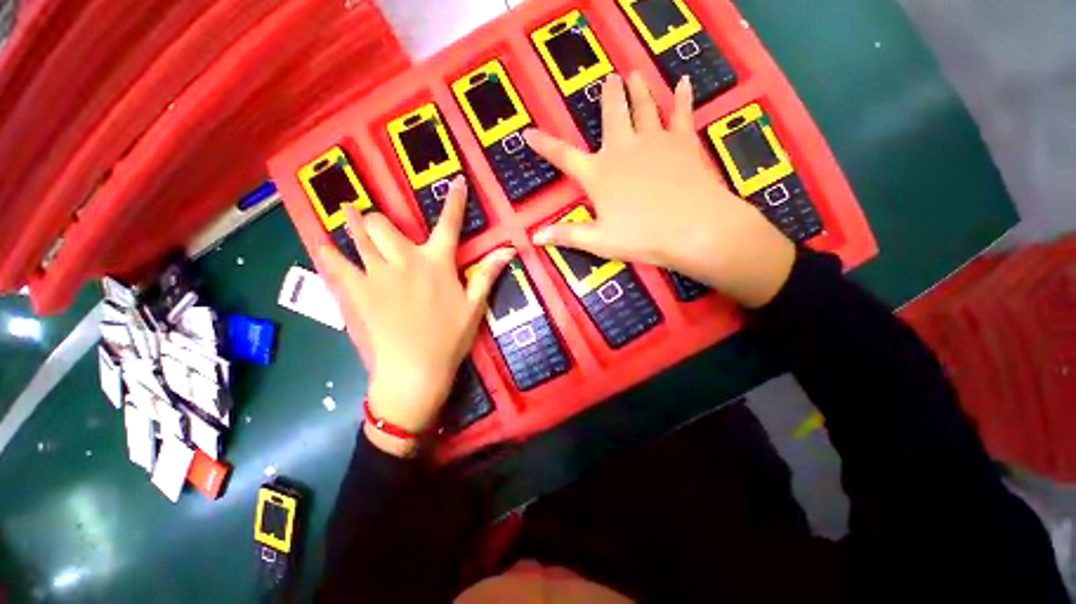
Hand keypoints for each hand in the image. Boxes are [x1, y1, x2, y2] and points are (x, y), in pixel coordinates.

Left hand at [317, 177, 514, 455]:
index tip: (455, 181)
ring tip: (346, 208)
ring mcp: (378, 275)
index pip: (449, 224)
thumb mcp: (475, 305)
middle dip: (382, 220)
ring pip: (358, 237)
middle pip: (383, 225)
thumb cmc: (450, 337)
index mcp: (437, 263)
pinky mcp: (359, 293)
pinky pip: (337, 266)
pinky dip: (328, 254)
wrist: (416, 369)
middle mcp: (405, 261)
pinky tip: (321, 244)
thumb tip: (510, 249)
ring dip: (352, 221)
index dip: (455, 202)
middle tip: (382, 224)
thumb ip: (488, 273)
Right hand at [525, 72, 795, 307]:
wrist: (693, 229)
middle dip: (608, 97)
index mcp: (599, 174)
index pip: (563, 156)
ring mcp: (654, 141)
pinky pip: (681, 112)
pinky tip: (683, 83)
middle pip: (611, 115)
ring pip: (643, 107)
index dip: (544, 145)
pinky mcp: (682, 141)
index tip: (528, 132)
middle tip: (609, 79)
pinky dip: (682, 97)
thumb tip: (536, 237)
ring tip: (634, 74)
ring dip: (638, 89)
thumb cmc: (642, 237)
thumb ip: (567, 235)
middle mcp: (622, 150)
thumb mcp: (599, 241)